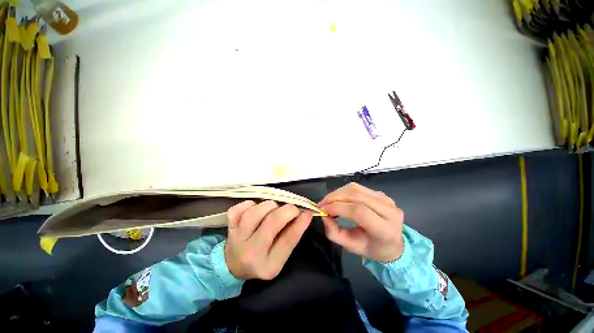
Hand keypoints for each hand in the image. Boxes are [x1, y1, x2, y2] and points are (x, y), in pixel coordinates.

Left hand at [225, 200, 312, 279]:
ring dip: (269, 206)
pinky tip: (255, 208)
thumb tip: (303, 214)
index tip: (307, 212)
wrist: (233, 265)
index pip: (288, 241)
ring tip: (274, 208)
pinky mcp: (229, 227)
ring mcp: (236, 239)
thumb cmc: (262, 260)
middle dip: (287, 210)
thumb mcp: (280, 256)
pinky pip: (237, 210)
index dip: (300, 223)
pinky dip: (249, 204)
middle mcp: (251, 253)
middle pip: (271, 222)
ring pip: (255, 212)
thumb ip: (291, 236)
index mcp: (268, 265)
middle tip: (292, 208)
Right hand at [319, 183, 403, 262]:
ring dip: (338, 193)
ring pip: (356, 188)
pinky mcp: (381, 194)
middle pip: (356, 196)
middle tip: (322, 204)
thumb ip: (334, 233)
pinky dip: (344, 191)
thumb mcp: (351, 247)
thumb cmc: (371, 248)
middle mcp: (389, 211)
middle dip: (335, 197)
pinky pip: (358, 188)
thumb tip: (324, 215)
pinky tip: (338, 199)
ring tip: (328, 201)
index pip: (359, 211)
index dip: (338, 208)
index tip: (323, 210)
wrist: (392, 244)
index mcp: (385, 230)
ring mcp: (386, 199)